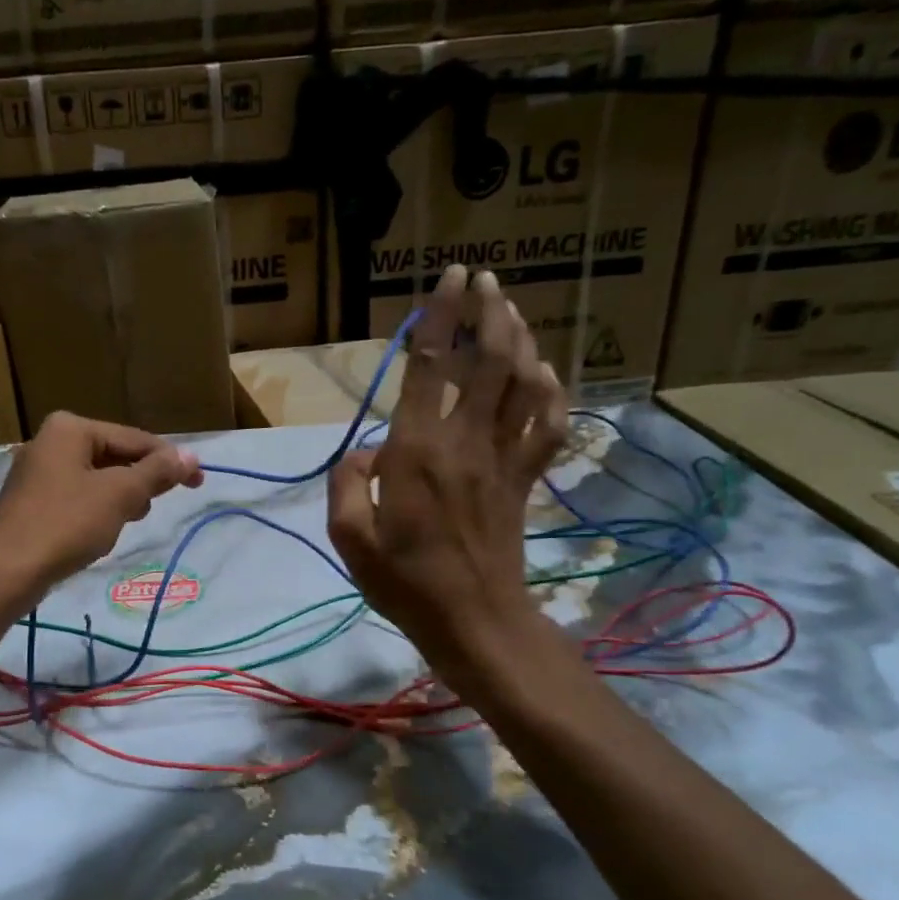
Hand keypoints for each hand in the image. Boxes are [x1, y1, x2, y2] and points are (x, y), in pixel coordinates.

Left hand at [0, 411, 203, 600]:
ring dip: (119, 499)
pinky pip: (78, 497)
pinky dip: (96, 511)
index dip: (169, 461)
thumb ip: (156, 472)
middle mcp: (50, 441)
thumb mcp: (119, 495)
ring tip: (124, 524)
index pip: (133, 438)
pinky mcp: (31, 502)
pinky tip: (99, 533)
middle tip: (152, 508)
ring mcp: (37, 472)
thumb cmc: (65, 524)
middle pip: (114, 456)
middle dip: (139, 482)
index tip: (198, 482)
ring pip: (97, 479)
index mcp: (70, 428)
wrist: (3, 573)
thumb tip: (191, 456)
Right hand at [327, 264, 568, 681]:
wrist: (475, 623)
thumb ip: (346, 485)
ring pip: (522, 384)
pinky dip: (552, 394)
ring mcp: (503, 460)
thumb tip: (365, 454)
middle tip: (485, 279)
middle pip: (489, 362)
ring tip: (509, 309)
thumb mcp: (350, 539)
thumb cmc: (405, 583)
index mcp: (417, 451)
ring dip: (519, 340)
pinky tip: (545, 374)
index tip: (450, 277)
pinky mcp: (524, 481)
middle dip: (489, 313)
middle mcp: (465, 442)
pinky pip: (547, 427)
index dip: (442, 316)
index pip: (432, 367)